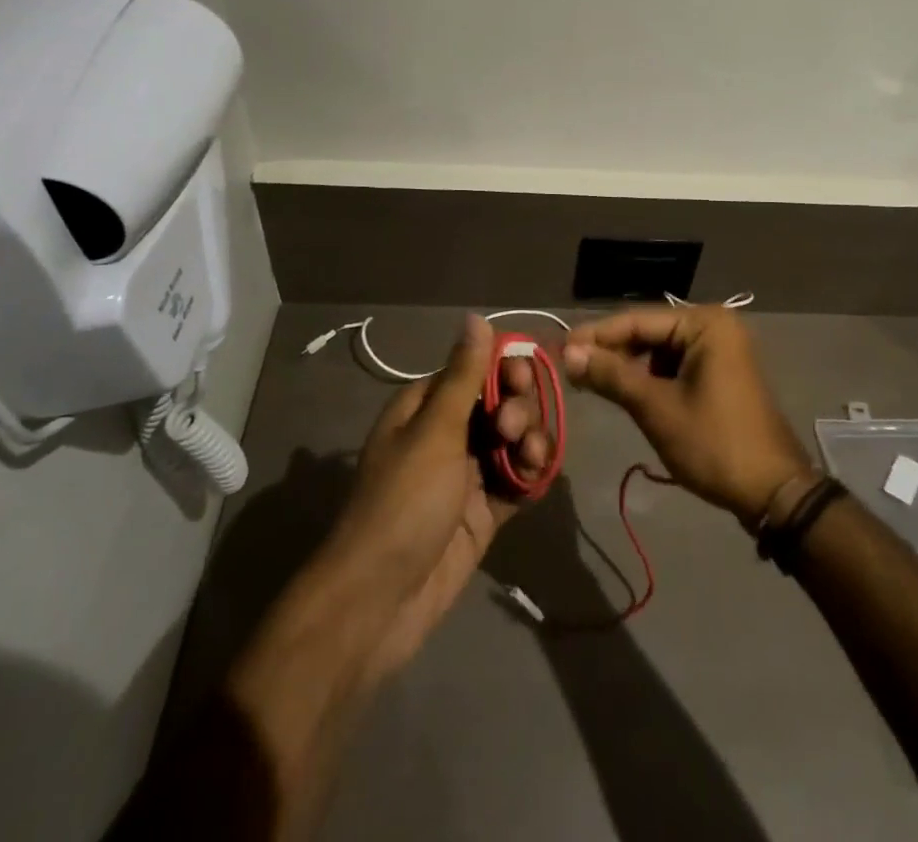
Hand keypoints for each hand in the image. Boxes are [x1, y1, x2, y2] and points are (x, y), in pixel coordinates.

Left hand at [322, 314, 551, 681]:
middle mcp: (448, 433)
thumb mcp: (435, 431)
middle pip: (501, 401)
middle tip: (511, 430)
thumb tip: (475, 317)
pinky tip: (536, 478)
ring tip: (528, 460)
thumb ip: (464, 375)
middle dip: (517, 408)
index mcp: (427, 406)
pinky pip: (518, 480)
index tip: (521, 379)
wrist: (380, 601)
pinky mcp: (484, 511)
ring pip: (515, 440)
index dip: (505, 368)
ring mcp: (467, 473)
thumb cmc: (403, 502)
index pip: (476, 368)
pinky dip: (531, 475)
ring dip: (530, 441)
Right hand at [563, 307, 810, 525]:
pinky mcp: (720, 373)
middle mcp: (714, 326)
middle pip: (649, 332)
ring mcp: (721, 350)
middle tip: (570, 367)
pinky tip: (623, 391)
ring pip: (659, 351)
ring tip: (590, 381)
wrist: (773, 493)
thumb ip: (611, 375)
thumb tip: (569, 353)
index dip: (595, 335)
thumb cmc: (714, 444)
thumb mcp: (656, 408)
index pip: (637, 320)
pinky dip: (649, 378)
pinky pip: (675, 366)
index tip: (559, 347)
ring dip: (627, 366)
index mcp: (705, 324)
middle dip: (610, 351)